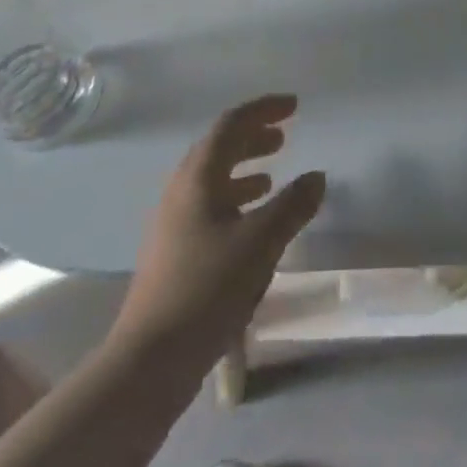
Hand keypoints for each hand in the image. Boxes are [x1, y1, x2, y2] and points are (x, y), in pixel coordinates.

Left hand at [115, 95, 325, 360]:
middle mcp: (181, 191)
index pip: (231, 125)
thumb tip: (316, 176)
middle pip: (218, 148)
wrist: (150, 360)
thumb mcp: (260, 243)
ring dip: (244, 169)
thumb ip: (292, 205)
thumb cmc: (206, 289)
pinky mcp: (175, 252)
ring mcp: (174, 222)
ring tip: (272, 175)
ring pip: (213, 180)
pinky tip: (253, 222)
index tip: (294, 106)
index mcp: (197, 178)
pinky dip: (236, 200)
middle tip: (285, 135)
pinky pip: (210, 207)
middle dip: (253, 137)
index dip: (263, 110)